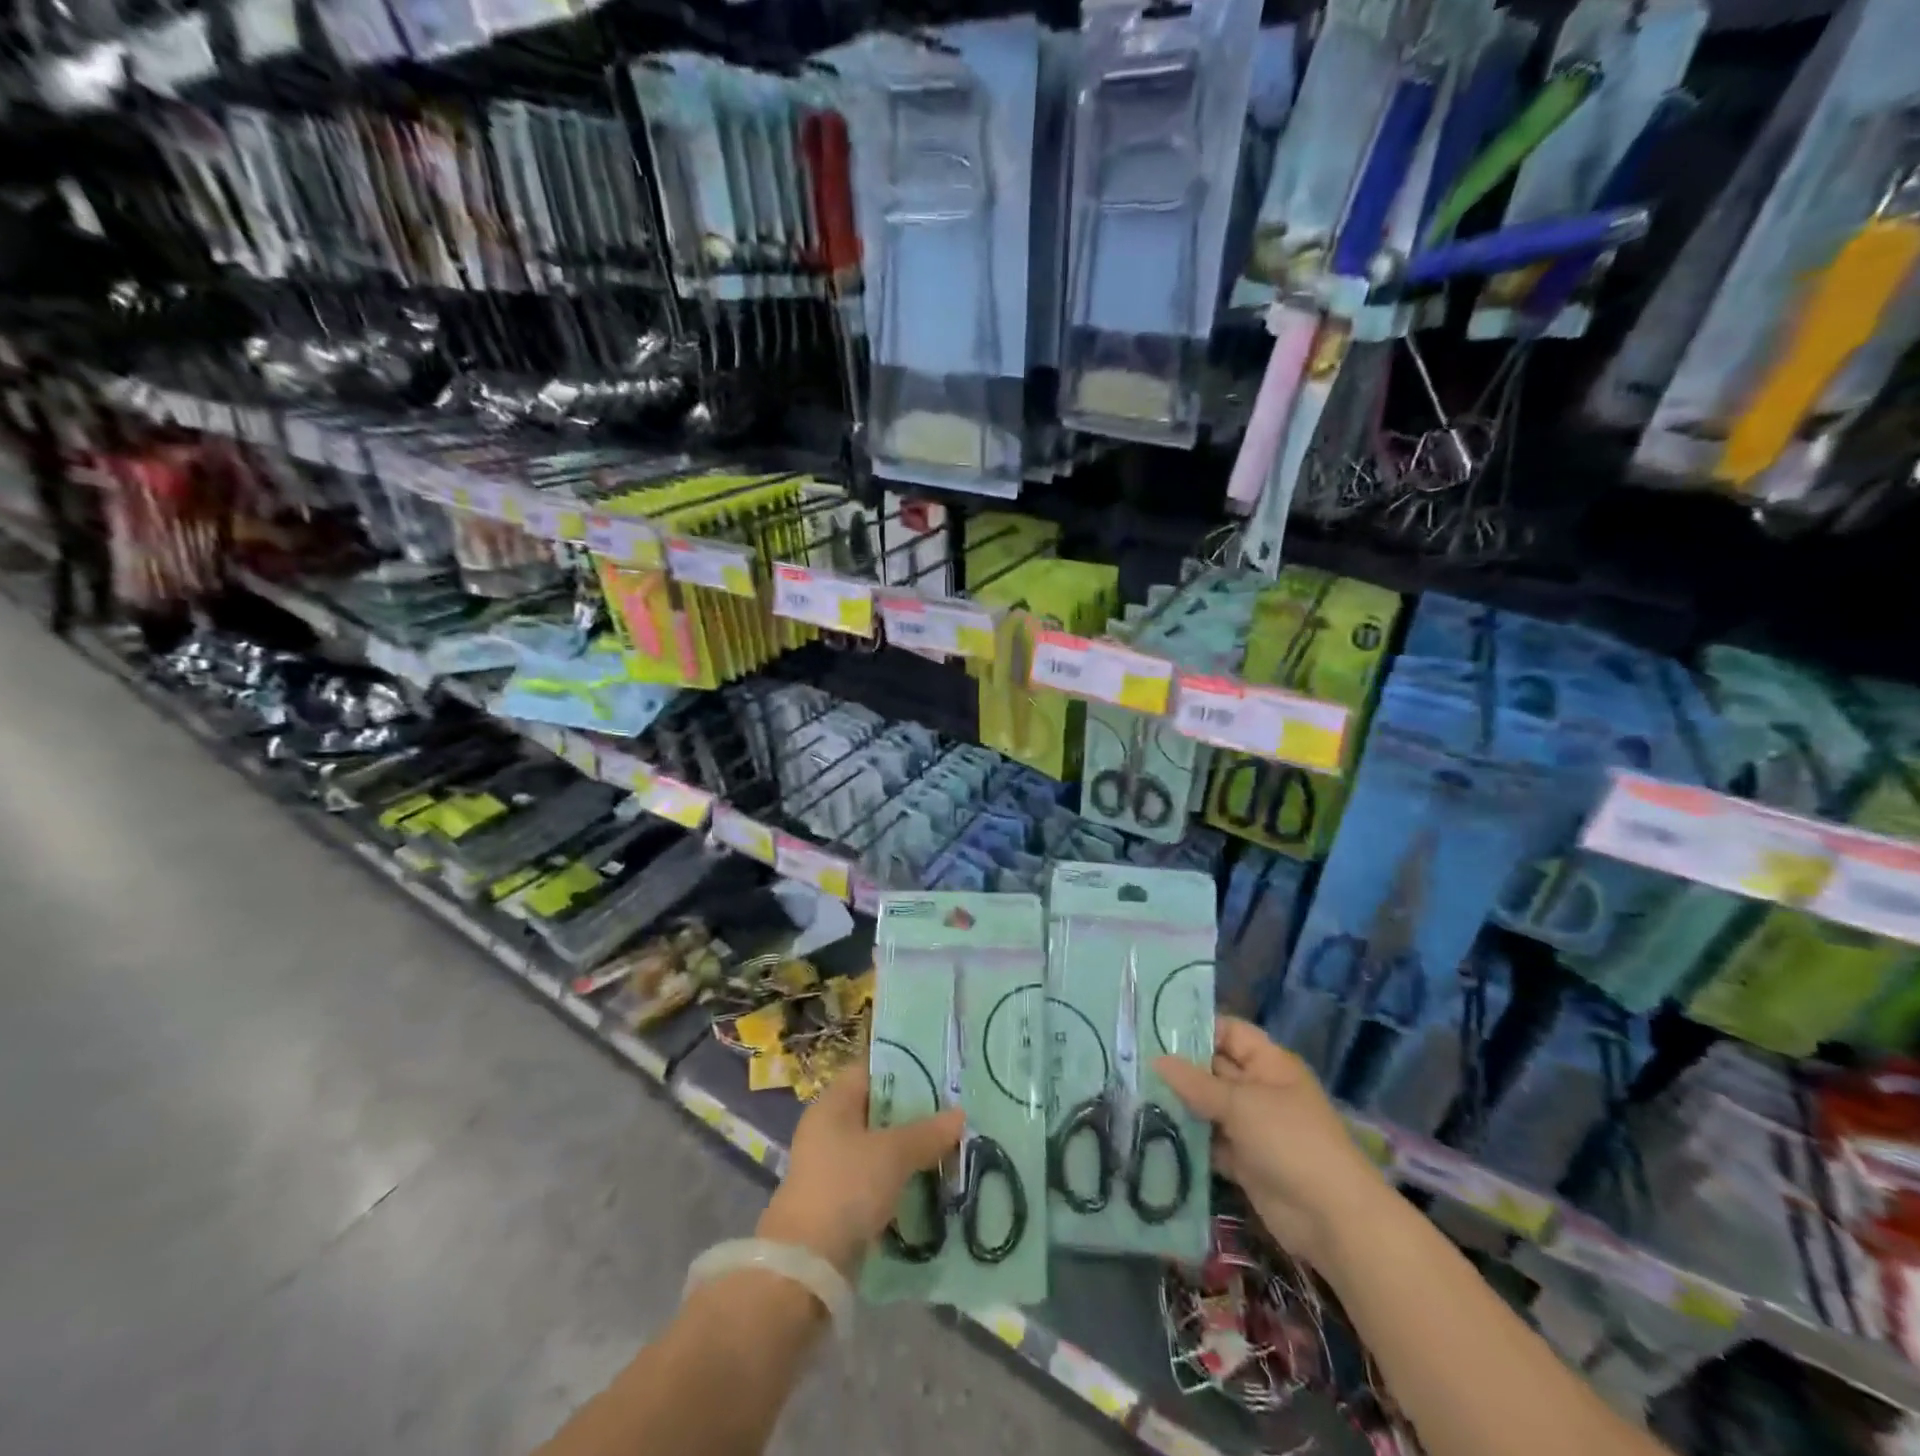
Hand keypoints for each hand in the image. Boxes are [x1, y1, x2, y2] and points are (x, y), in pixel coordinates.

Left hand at [758, 1062, 963, 1277]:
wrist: (806, 1267)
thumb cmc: (846, 1188)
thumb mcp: (893, 1154)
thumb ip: (927, 1132)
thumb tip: (959, 1114)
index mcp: (833, 1103)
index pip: (871, 1069)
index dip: (904, 1065)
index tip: (939, 1067)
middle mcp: (830, 1128)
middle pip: (878, 1108)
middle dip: (915, 1110)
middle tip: (954, 1108)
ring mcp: (833, 1165)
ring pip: (881, 1145)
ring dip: (911, 1147)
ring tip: (951, 1144)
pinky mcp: (841, 1200)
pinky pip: (878, 1176)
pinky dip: (901, 1177)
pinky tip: (931, 1180)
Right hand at [1156, 1016, 1389, 1270]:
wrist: (1332, 1219)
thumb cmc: (1290, 1141)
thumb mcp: (1240, 1104)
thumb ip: (1196, 1083)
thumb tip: (1156, 1059)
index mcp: (1269, 1064)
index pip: (1229, 1032)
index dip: (1197, 1028)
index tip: (1154, 1027)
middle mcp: (1260, 1089)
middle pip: (1214, 1069)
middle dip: (1179, 1067)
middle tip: (1132, 1060)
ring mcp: (1252, 1127)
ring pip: (1209, 1106)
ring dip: (1180, 1104)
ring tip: (1133, 1093)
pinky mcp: (1244, 1161)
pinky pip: (1210, 1141)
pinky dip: (1188, 1138)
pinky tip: (1152, 1131)